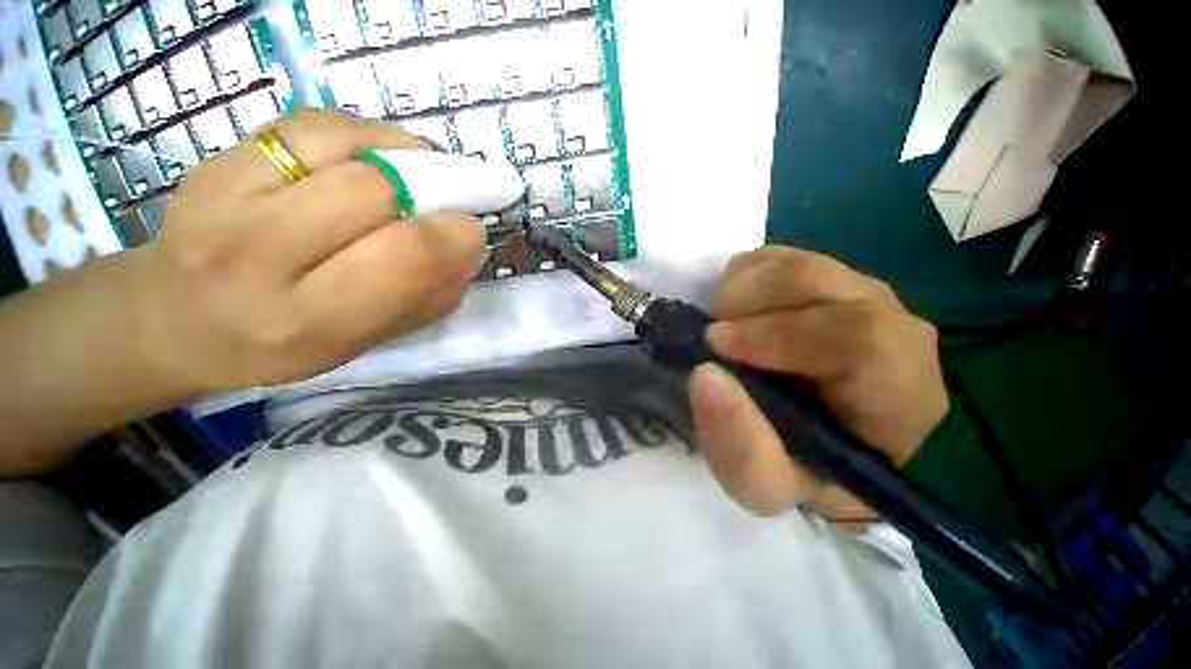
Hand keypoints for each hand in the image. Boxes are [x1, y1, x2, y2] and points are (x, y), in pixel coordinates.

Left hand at [130, 109, 485, 395]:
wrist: (177, 318)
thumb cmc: (284, 343)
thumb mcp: (369, 341)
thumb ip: (429, 298)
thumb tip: (468, 247)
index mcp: (309, 320)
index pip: (402, 257)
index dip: (453, 234)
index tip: (471, 228)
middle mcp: (257, 257)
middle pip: (373, 191)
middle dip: (428, 191)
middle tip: (442, 203)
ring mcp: (223, 197)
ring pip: (342, 145)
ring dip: (399, 155)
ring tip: (414, 174)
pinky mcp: (216, 159)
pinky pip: (310, 124)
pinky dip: (361, 133)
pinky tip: (374, 157)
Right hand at [689, 246, 947, 519]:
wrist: (808, 441)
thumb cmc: (795, 468)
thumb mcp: (763, 484)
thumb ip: (738, 447)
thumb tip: (705, 376)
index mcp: (900, 393)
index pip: (862, 336)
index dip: (779, 336)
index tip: (717, 349)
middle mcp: (894, 330)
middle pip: (819, 283)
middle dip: (748, 307)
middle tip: (713, 338)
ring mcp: (858, 294)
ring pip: (794, 264)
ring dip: (739, 293)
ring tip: (722, 327)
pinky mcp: (823, 277)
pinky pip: (776, 257)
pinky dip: (740, 280)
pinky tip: (736, 313)